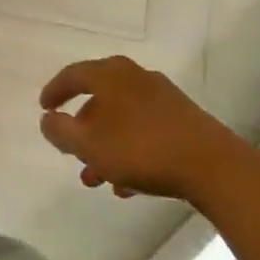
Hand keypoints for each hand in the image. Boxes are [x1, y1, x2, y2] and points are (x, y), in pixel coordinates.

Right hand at [38, 57, 253, 202]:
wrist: (215, 167)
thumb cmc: (141, 149)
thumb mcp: (88, 144)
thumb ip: (60, 131)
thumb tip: (48, 120)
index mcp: (110, 75)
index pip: (73, 75)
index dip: (55, 91)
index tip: (44, 108)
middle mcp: (136, 78)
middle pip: (99, 99)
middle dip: (83, 127)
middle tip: (71, 148)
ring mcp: (163, 98)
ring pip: (123, 119)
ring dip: (106, 145)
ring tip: (97, 178)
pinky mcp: (185, 121)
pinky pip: (145, 131)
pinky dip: (130, 151)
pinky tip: (128, 184)